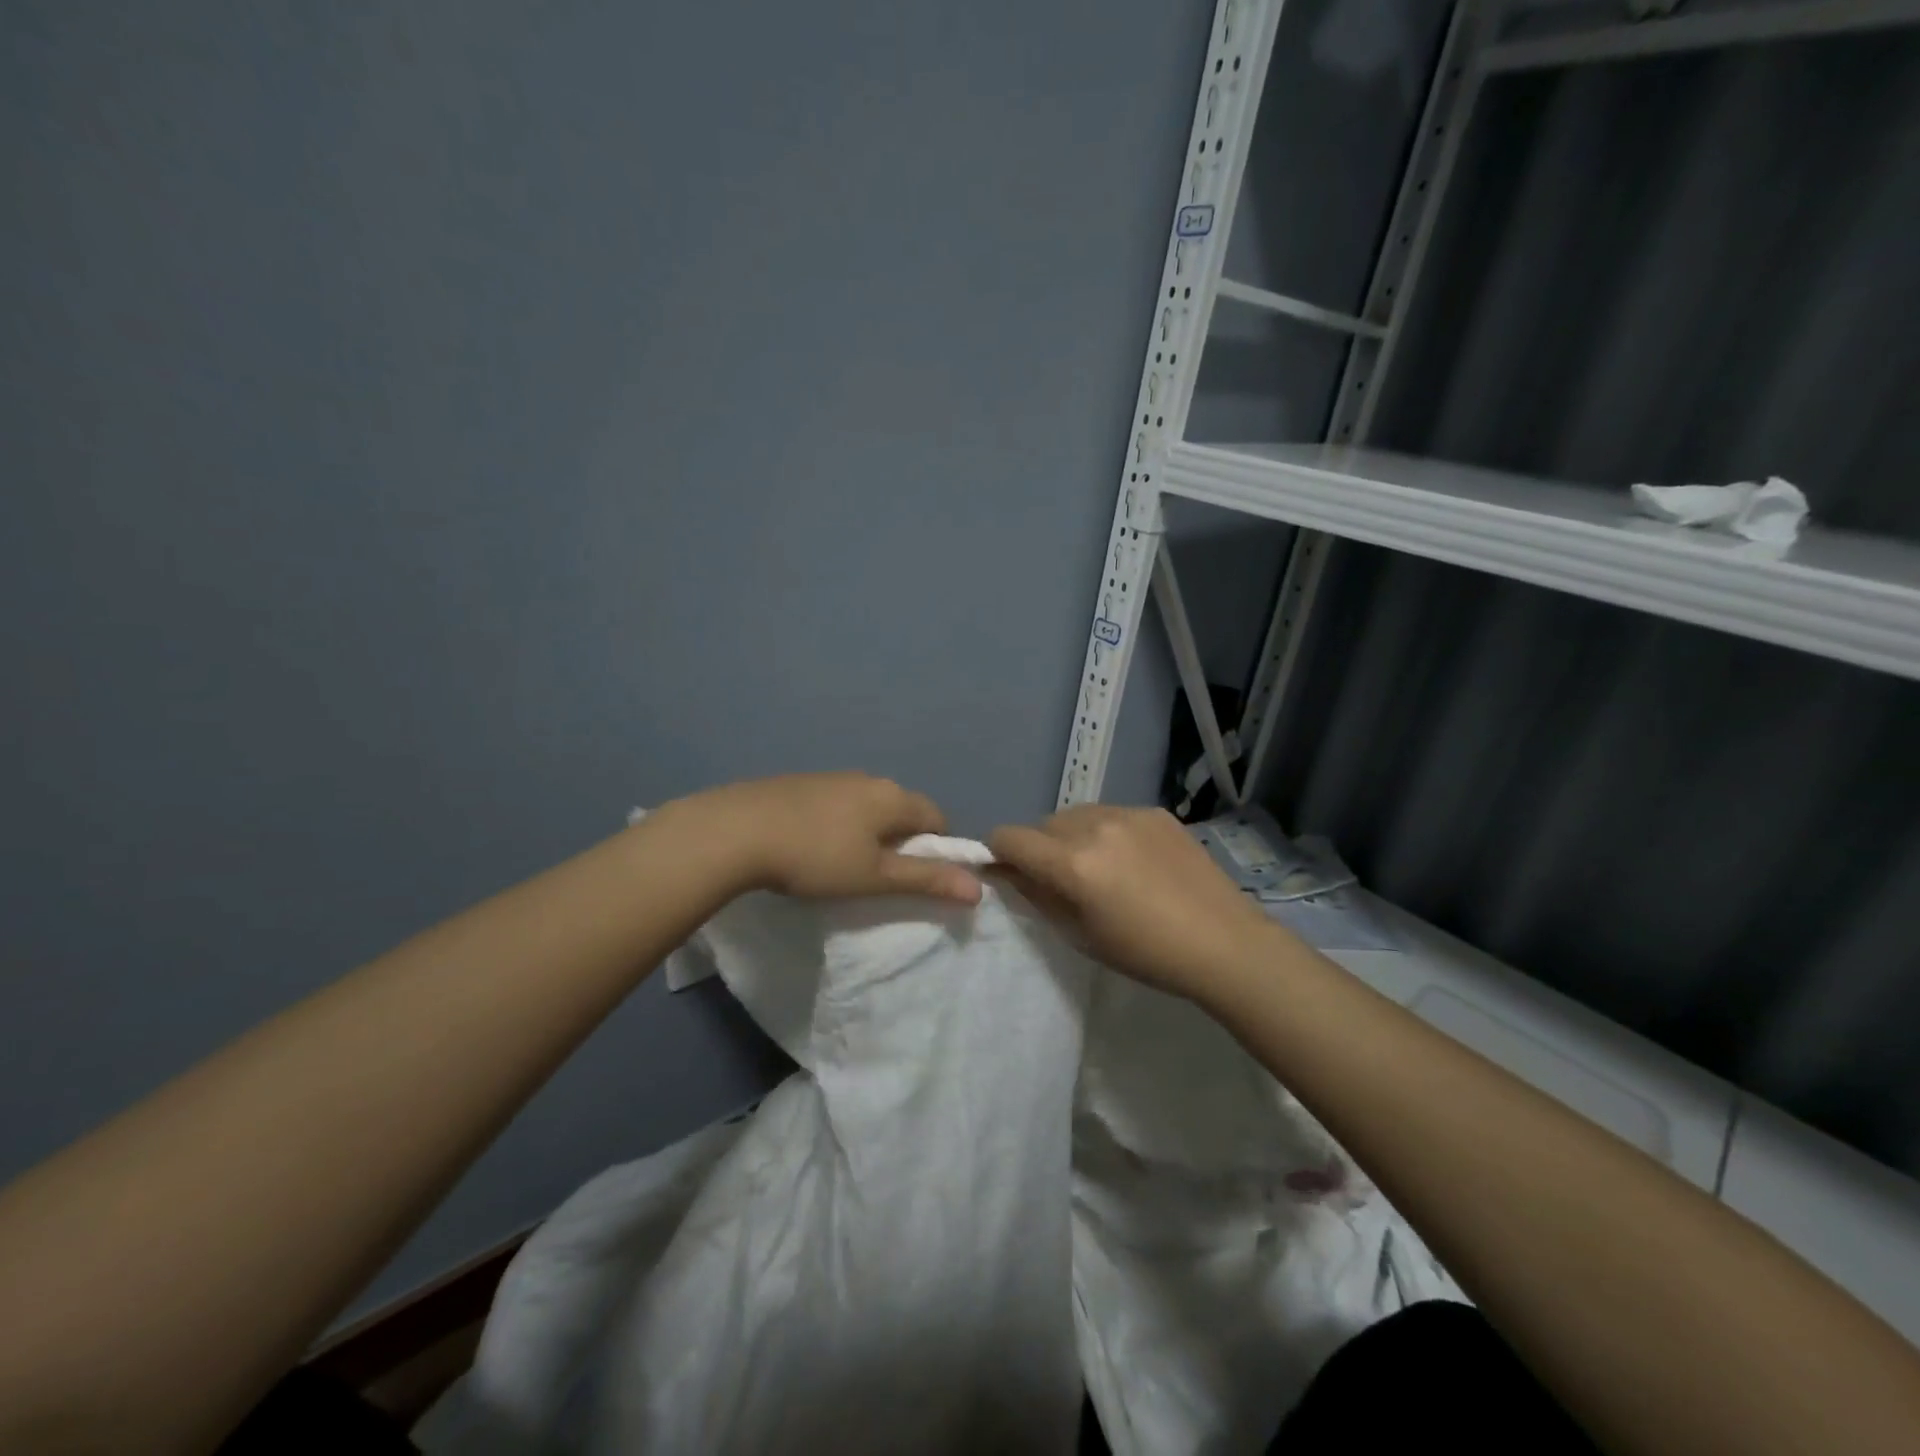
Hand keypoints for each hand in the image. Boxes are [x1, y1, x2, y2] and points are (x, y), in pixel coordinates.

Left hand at [670, 773, 982, 905]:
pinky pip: (836, 802)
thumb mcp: (875, 876)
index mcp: (892, 796)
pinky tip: (812, 845)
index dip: (937, 848)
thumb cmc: (816, 857)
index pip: (937, 817)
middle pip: (902, 808)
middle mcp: (868, 778)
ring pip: (867, 805)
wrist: (736, 830)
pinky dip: (838, 822)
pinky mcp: (800, 782)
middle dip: (901, 840)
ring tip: (843, 864)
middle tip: (879, 876)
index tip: (916, 877)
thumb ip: (926, 880)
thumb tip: (978, 889)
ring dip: (868, 831)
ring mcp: (831, 776)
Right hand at [988, 805, 1278, 1001]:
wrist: (1223, 943)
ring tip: (1101, 868)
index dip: (999, 853)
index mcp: (1073, 863)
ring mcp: (1128, 813)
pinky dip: (1107, 832)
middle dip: (1040, 847)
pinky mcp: (1155, 811)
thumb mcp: (1080, 935)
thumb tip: (1010, 872)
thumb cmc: (1146, 953)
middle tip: (1062, 880)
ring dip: (1072, 836)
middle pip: (1043, 824)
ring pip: (1077, 814)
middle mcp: (1094, 826)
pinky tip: (1134, 861)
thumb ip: (1038, 896)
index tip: (1008, 872)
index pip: (1009, 837)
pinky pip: (1112, 814)